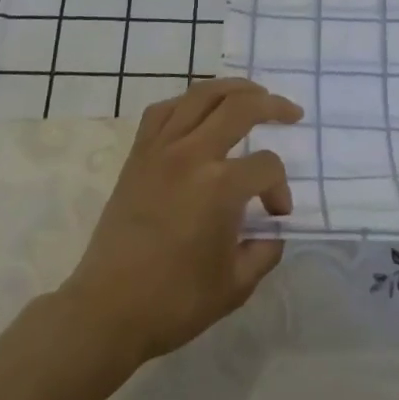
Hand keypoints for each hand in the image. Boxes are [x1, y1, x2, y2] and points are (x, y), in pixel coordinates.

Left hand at [61, 79, 299, 364]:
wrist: (107, 311)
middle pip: (240, 107)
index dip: (280, 188)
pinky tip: (201, 109)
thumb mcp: (236, 285)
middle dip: (273, 106)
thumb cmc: (174, 302)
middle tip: (292, 113)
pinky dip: (187, 101)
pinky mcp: (138, 154)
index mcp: (220, 187)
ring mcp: (160, 149)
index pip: (267, 166)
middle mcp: (192, 155)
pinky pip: (164, 110)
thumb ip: (265, 250)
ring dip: (233, 89)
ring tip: (253, 94)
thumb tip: (274, 228)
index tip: (277, 214)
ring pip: (201, 95)